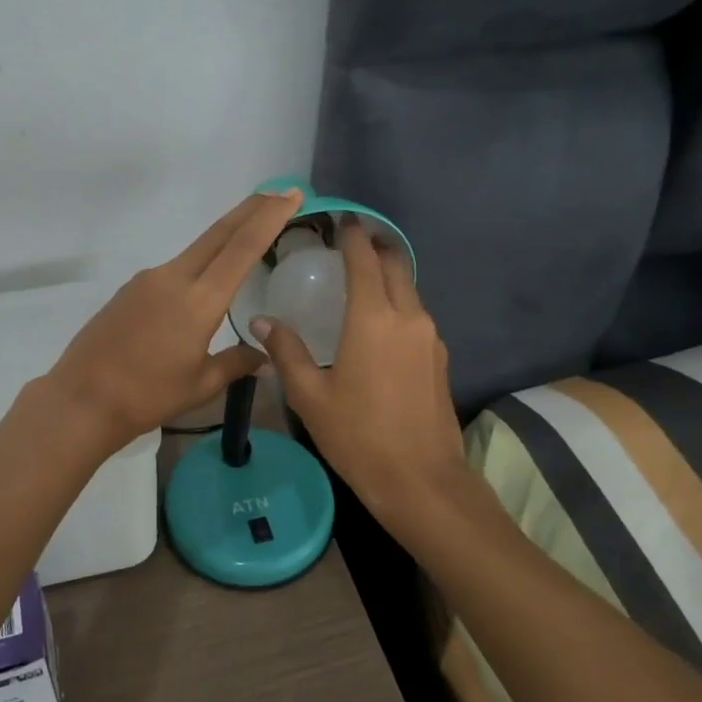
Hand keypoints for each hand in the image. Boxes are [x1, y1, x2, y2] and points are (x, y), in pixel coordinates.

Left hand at [45, 190, 304, 453]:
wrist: (82, 398)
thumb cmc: (148, 395)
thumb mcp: (201, 385)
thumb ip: (236, 364)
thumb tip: (266, 358)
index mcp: (199, 300)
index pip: (242, 247)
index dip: (269, 217)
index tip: (290, 195)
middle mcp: (174, 277)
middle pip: (219, 234)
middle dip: (251, 210)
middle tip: (279, 194)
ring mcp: (148, 279)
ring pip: (195, 250)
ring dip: (224, 238)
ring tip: (247, 237)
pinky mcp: (130, 289)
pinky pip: (173, 270)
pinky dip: (197, 266)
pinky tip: (200, 286)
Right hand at [253, 221, 468, 530]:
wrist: (422, 482)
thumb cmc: (359, 437)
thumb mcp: (311, 396)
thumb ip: (286, 352)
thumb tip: (262, 322)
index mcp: (373, 319)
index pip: (364, 259)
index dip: (352, 235)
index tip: (341, 220)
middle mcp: (407, 317)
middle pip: (395, 265)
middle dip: (375, 246)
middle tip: (350, 241)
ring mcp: (430, 337)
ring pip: (409, 289)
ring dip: (388, 276)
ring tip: (359, 280)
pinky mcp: (439, 358)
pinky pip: (416, 315)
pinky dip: (398, 303)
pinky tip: (379, 323)